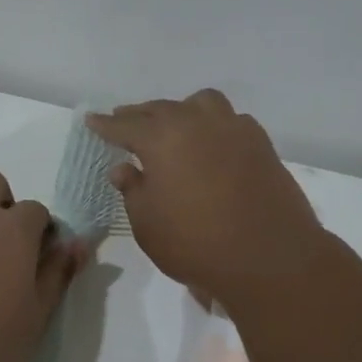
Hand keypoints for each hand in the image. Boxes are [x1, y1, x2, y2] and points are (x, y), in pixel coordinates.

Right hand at [87, 90, 324, 307]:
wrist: (269, 257)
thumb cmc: (196, 243)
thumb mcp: (148, 223)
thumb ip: (133, 190)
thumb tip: (124, 168)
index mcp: (162, 138)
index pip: (124, 125)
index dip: (106, 125)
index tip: (92, 120)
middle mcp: (197, 123)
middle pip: (161, 109)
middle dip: (139, 114)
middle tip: (125, 120)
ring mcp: (233, 129)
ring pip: (201, 104)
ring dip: (181, 110)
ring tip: (173, 125)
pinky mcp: (261, 144)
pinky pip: (230, 121)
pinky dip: (213, 125)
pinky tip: (211, 143)